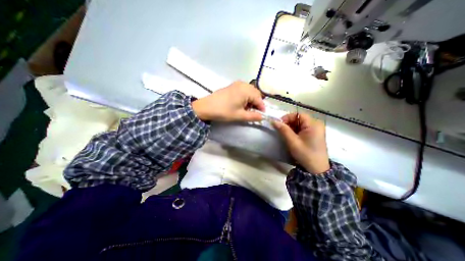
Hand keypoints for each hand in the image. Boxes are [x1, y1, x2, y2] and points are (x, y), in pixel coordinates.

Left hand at [192, 81, 264, 121]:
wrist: (206, 107)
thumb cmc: (224, 111)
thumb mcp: (239, 116)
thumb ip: (253, 116)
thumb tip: (262, 117)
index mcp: (246, 90)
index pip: (259, 99)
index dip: (262, 108)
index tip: (261, 115)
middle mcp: (243, 84)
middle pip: (255, 94)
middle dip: (256, 103)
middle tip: (253, 113)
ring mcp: (237, 84)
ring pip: (249, 92)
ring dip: (251, 100)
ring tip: (246, 109)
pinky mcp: (232, 86)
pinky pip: (243, 90)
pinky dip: (245, 97)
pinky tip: (241, 104)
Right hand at [274, 113, 329, 173]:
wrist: (317, 169)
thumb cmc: (305, 154)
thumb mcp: (293, 142)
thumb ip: (283, 130)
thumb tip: (274, 121)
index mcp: (313, 124)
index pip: (298, 115)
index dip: (287, 117)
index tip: (279, 124)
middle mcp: (316, 124)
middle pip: (299, 118)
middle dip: (288, 123)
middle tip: (281, 130)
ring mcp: (316, 129)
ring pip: (300, 123)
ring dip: (291, 127)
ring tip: (285, 134)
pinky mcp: (314, 134)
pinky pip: (302, 128)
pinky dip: (295, 131)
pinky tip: (291, 137)